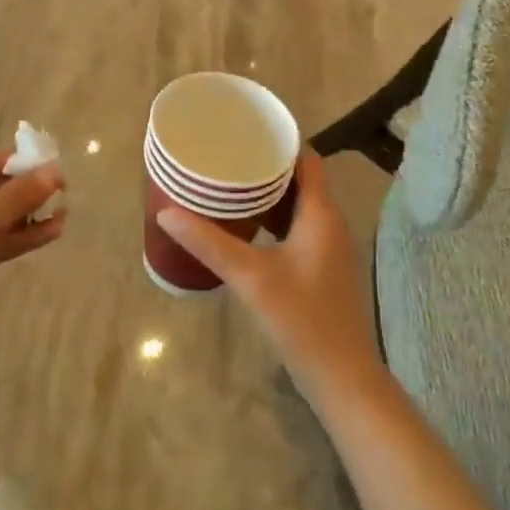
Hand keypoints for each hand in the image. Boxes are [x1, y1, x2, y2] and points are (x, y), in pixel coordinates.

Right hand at [156, 152, 380, 404]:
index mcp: (321, 214)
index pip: (306, 159)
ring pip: (297, 205)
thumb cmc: (302, 320)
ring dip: (268, 194)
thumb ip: (209, 243)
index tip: (244, 130)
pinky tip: (244, 227)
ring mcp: (328, 248)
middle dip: (265, 165)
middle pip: (300, 179)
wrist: (343, 379)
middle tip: (226, 155)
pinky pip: (296, 227)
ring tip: (228, 184)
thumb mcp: (251, 278)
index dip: (279, 141)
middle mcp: (330, 223)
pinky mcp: (321, 268)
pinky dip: (272, 219)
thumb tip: (166, 212)